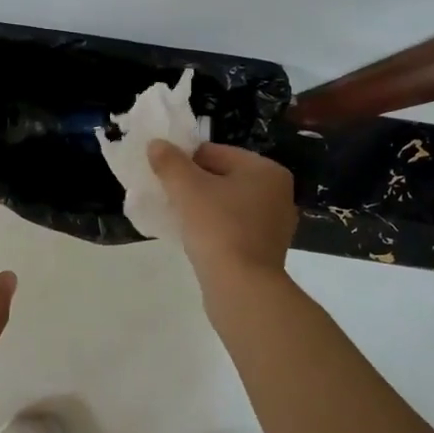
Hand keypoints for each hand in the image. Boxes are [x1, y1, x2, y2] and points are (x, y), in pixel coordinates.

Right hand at [147, 140, 297, 287]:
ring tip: (177, 218)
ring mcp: (274, 224)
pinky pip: (233, 228)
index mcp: (266, 170)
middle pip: (222, 178)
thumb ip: (169, 162)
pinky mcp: (265, 250)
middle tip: (166, 197)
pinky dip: (213, 229)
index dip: (184, 161)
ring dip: (201, 208)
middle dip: (193, 185)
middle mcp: (277, 193)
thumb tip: (156, 144)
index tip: (162, 176)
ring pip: (227, 204)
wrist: (242, 288)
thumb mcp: (187, 189)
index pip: (215, 152)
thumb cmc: (218, 229)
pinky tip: (194, 238)